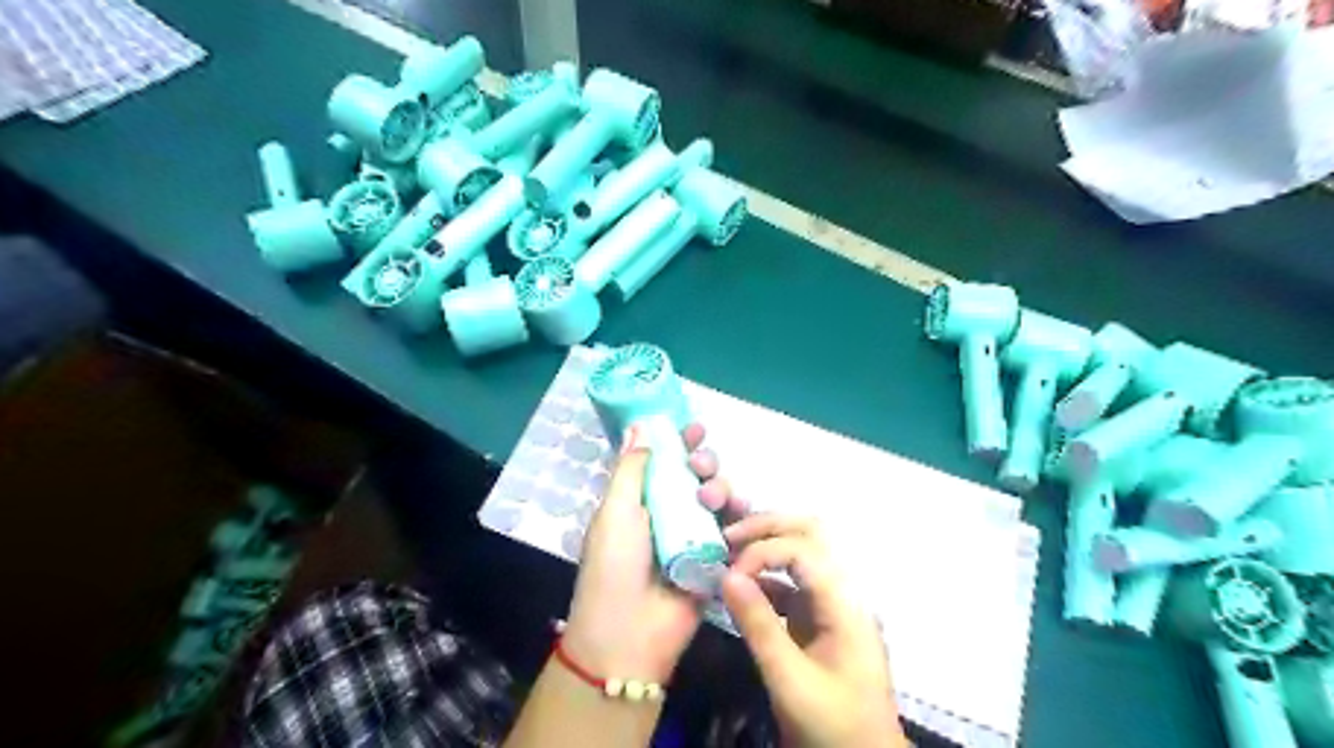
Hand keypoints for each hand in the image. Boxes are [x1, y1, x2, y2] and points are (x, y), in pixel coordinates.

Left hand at [563, 419, 726, 684]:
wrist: (629, 634)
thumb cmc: (614, 566)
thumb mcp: (614, 511)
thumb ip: (631, 468)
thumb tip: (638, 427)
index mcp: (641, 500)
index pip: (665, 461)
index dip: (680, 442)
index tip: (694, 428)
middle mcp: (670, 513)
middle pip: (697, 476)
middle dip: (705, 463)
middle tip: (701, 466)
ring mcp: (695, 537)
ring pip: (720, 499)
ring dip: (722, 488)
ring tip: (714, 499)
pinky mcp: (717, 560)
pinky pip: (736, 531)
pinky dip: (743, 518)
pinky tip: (742, 513)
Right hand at [720, 514, 907, 746]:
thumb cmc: (834, 726)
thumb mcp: (790, 681)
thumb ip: (758, 625)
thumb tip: (726, 575)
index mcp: (845, 602)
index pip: (803, 549)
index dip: (763, 551)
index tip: (729, 574)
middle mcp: (843, 591)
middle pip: (811, 533)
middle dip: (768, 527)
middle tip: (727, 537)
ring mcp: (833, 603)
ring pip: (802, 552)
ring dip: (766, 546)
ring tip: (728, 553)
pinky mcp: (821, 619)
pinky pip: (793, 583)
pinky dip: (767, 576)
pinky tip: (741, 586)